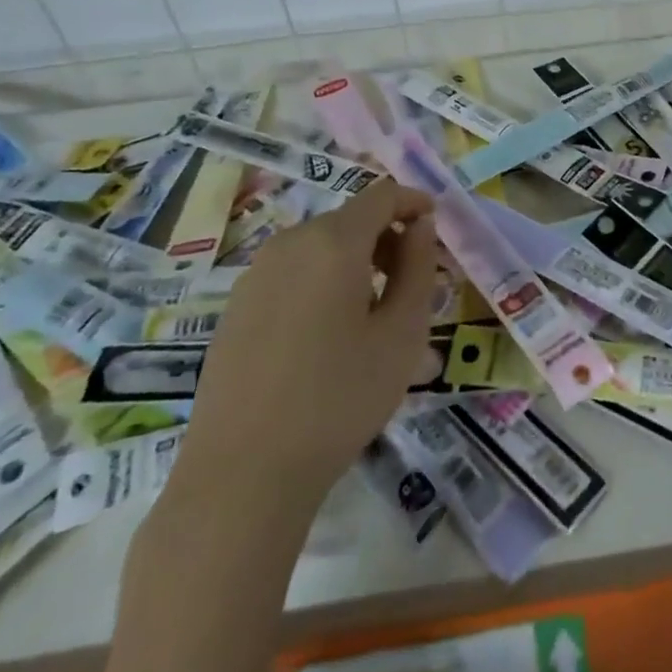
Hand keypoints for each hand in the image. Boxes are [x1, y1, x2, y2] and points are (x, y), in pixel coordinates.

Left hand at [169, 177, 438, 520]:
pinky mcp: (236, 306)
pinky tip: (328, 336)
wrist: (241, 476)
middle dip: (388, 238)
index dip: (414, 203)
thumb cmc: (338, 400)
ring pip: (320, 247)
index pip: (383, 195)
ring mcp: (256, 274)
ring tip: (374, 314)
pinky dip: (322, 282)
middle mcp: (290, 243)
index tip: (436, 229)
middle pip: (351, 219)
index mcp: (333, 242)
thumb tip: (420, 226)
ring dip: (356, 262)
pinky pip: (292, 274)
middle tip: (413, 283)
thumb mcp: (402, 335)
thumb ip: (418, 268)